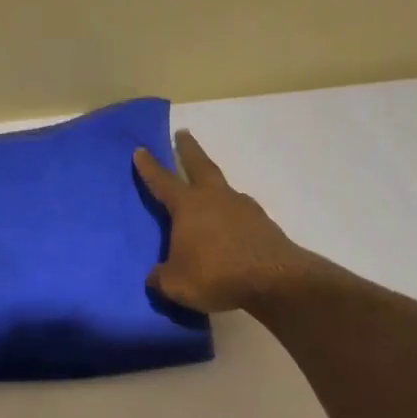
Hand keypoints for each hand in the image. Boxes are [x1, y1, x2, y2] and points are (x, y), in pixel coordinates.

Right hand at [134, 131, 319, 312]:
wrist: (275, 280)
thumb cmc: (216, 275)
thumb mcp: (176, 283)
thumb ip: (161, 277)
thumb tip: (155, 276)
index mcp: (188, 206)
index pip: (163, 181)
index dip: (149, 167)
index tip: (141, 149)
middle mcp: (216, 198)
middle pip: (200, 165)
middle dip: (189, 149)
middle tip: (183, 133)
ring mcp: (243, 208)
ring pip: (223, 189)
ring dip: (213, 185)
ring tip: (207, 195)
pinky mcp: (263, 224)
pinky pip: (240, 215)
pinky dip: (231, 217)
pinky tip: (229, 230)